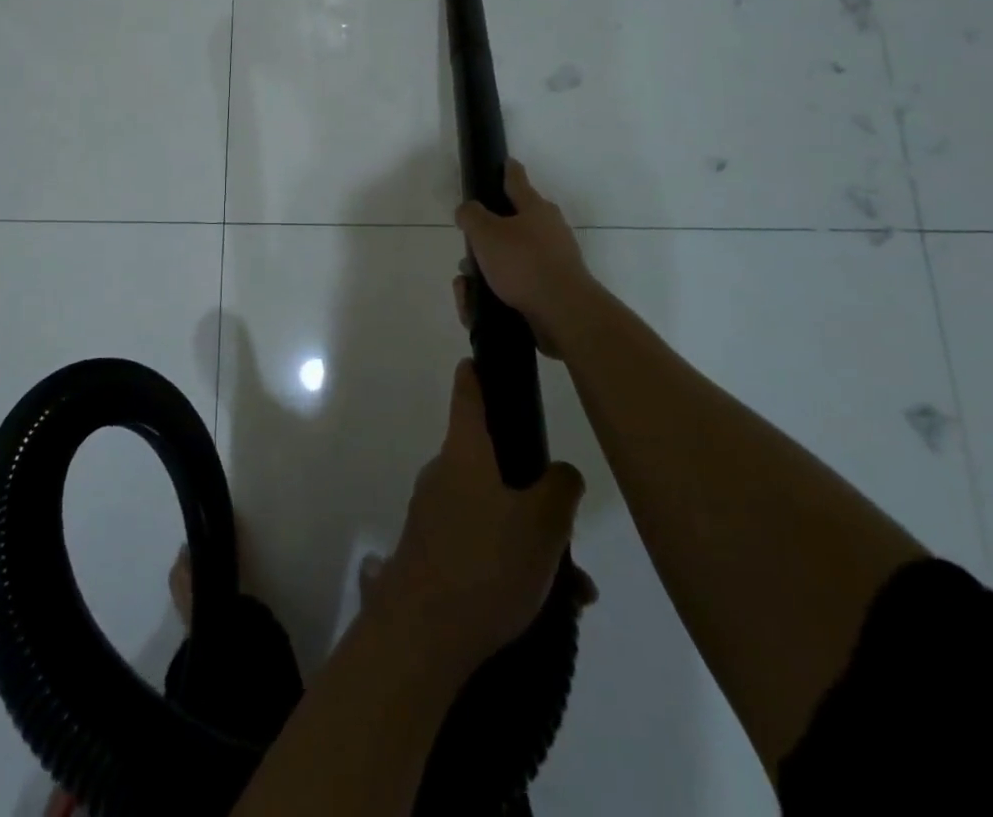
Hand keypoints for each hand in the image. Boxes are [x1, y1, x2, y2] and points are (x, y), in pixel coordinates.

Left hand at [373, 361, 585, 681]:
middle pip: (491, 459)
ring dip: (530, 535)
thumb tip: (560, 472)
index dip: (479, 372)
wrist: (421, 634)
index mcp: (464, 452)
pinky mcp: (432, 550)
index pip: (467, 392)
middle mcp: (444, 473)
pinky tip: (548, 602)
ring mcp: (434, 511)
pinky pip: (481, 540)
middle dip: (532, 485)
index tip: (489, 358)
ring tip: (571, 583)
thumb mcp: (542, 524)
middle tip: (568, 520)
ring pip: (493, 507)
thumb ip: (560, 489)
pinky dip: (512, 560)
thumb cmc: (484, 563)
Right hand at [454, 161, 597, 356]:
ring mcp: (552, 261)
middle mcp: (548, 230)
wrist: (563, 313)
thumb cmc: (523, 263)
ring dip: (485, 269)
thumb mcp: (485, 233)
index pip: (517, 180)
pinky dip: (494, 292)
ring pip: (508, 259)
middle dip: (484, 237)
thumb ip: (471, 215)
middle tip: (468, 250)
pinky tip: (478, 306)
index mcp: (535, 208)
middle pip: (510, 224)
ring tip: (468, 286)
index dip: (508, 170)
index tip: (505, 161)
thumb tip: (468, 211)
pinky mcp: (550, 290)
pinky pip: (514, 285)